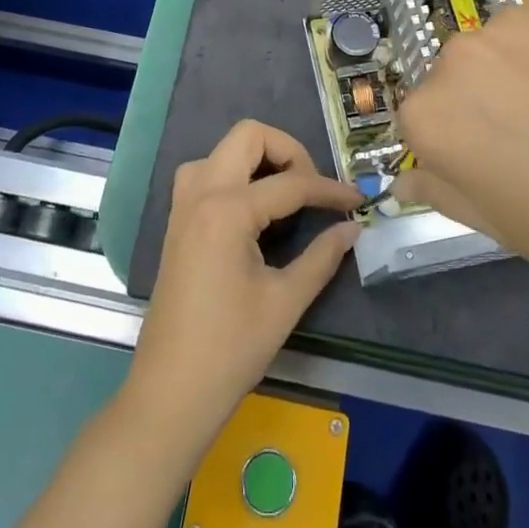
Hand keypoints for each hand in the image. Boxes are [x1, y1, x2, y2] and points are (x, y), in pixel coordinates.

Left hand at [124, 121, 361, 454]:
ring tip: (285, 195)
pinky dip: (234, 174)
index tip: (358, 202)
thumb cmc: (231, 350)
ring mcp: (183, 204)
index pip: (290, 184)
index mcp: (227, 210)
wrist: (171, 391)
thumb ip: (322, 257)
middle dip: (288, 151)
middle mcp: (200, 192)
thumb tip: (352, 229)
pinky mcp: (177, 220)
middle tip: (312, 189)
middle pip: (248, 135)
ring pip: (222, 149)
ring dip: (257, 158)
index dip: (329, 191)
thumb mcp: (285, 302)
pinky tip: (254, 208)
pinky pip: (206, 172)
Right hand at [394, 0, 528, 289]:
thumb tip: (407, 182)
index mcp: (433, 118)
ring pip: (497, 44)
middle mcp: (458, 58)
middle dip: (481, 99)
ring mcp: (512, 22)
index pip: (419, 118)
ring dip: (517, 66)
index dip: (454, 141)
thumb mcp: (504, 228)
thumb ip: (443, 194)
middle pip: (454, 74)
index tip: (490, 161)